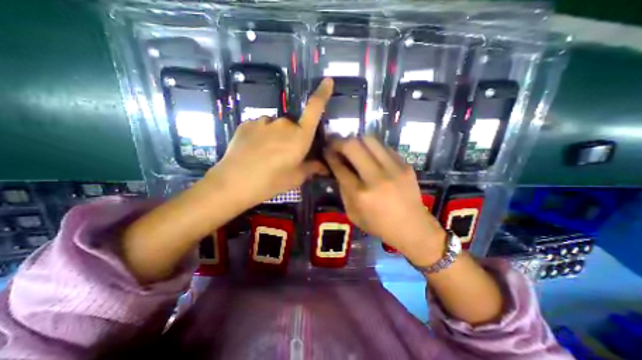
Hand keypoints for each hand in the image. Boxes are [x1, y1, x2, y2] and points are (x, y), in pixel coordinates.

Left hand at [211, 78, 333, 207]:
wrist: (233, 183)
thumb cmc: (271, 182)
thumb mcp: (295, 178)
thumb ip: (311, 168)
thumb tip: (324, 167)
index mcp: (300, 136)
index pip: (314, 109)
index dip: (323, 94)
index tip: (328, 81)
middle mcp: (284, 124)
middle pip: (294, 125)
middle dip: (293, 137)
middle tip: (285, 156)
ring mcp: (263, 121)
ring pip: (276, 127)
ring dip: (276, 136)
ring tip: (267, 155)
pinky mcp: (247, 124)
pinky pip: (261, 127)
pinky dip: (262, 136)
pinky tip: (254, 151)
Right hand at [327, 136, 446, 265]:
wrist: (413, 227)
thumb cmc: (379, 225)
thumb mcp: (352, 214)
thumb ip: (343, 190)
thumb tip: (338, 169)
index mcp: (360, 194)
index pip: (340, 167)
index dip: (329, 156)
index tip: (326, 151)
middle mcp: (376, 177)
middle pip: (353, 146)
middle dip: (339, 142)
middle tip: (336, 144)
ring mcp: (393, 169)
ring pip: (370, 140)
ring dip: (357, 141)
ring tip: (353, 148)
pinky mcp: (405, 165)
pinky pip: (384, 147)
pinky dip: (373, 149)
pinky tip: (371, 156)